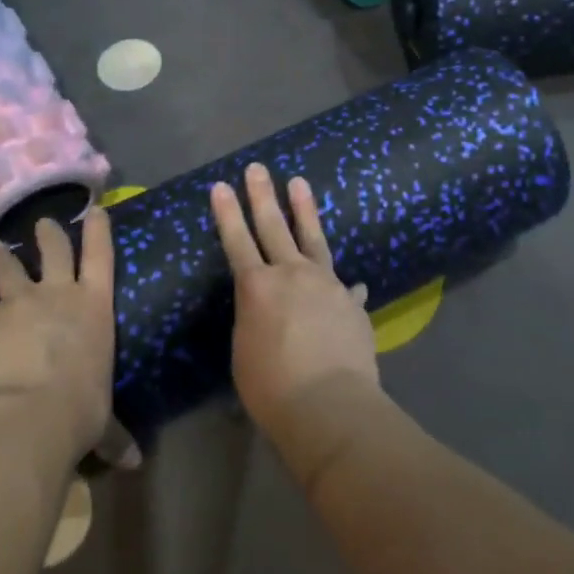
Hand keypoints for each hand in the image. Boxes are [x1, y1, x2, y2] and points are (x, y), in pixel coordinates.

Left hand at [0, 207, 137, 471]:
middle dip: (49, 234)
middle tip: (42, 222)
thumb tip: (135, 463)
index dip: (99, 231)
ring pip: (9, 270)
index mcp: (95, 308)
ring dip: (2, 257)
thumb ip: (116, 435)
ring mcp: (18, 305)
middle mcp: (58, 295)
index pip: (101, 257)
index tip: (95, 210)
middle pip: (55, 251)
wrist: (27, 418)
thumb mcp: (103, 421)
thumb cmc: (80, 412)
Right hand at [210, 163, 380, 446]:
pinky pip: (343, 285)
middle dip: (262, 196)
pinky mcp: (351, 302)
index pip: (237, 242)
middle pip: (274, 227)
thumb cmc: (272, 388)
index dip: (228, 214)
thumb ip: (255, 320)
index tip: (222, 186)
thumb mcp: (245, 352)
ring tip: (298, 183)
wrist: (330, 404)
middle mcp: (292, 275)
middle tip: (258, 169)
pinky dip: (340, 283)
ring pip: (313, 238)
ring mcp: (326, 284)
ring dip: (304, 210)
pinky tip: (349, 282)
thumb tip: (269, 306)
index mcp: (257, 288)